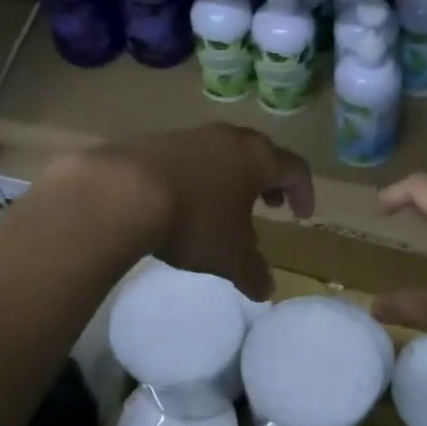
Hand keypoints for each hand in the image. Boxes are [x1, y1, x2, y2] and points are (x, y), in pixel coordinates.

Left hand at [56, 124, 313, 300]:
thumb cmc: (194, 220)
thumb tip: (267, 290)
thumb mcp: (229, 257)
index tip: (301, 215)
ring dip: (232, 176)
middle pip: (260, 153)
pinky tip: (185, 200)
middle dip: (268, 180)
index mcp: (257, 158)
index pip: (295, 168)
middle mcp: (229, 138)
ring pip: (224, 152)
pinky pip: (192, 156)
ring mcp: (191, 135)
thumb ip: (253, 272)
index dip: (303, 192)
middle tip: (269, 204)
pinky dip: (200, 175)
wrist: (123, 191)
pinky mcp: (157, 140)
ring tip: (225, 205)